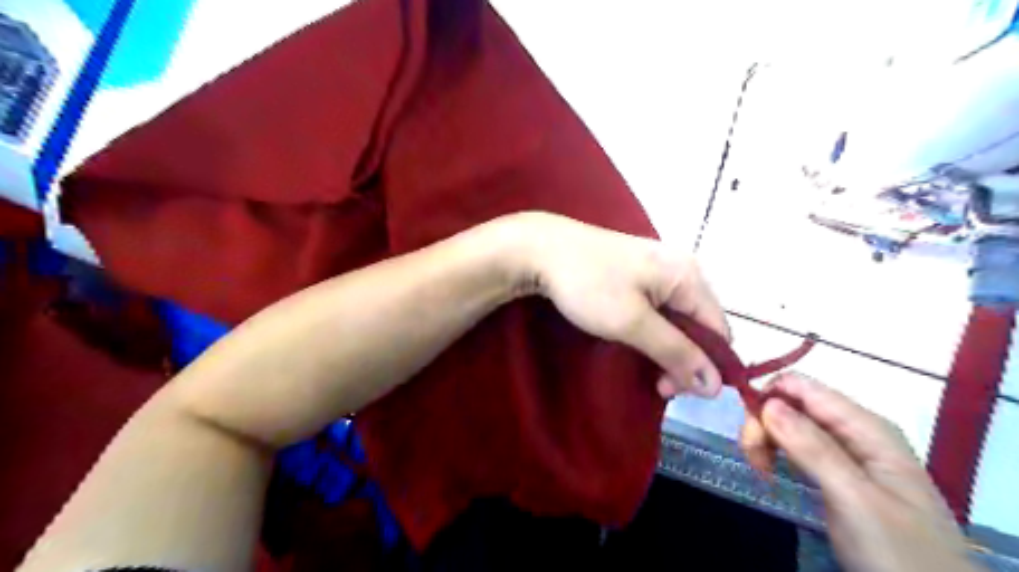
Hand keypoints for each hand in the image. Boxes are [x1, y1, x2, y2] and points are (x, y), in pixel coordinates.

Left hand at [510, 209, 733, 396]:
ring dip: (666, 348)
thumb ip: (676, 352)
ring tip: (644, 368)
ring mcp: (658, 269)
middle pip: (700, 326)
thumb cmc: (589, 285)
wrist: (541, 250)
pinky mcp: (637, 273)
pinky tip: (635, 342)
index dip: (705, 366)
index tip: (672, 390)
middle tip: (656, 384)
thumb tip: (717, 386)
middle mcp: (681, 270)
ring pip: (677, 320)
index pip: (719, 332)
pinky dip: (652, 331)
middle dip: (683, 359)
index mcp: (689, 276)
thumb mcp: (632, 323)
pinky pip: (658, 309)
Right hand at [752, 373, 973, 571]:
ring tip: (761, 470)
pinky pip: (794, 446)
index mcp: (865, 425)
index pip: (802, 387)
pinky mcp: (834, 471)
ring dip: (766, 440)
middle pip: (790, 404)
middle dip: (764, 424)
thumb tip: (766, 402)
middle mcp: (852, 430)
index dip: (767, 396)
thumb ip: (812, 447)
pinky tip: (770, 472)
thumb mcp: (855, 498)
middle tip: (754, 459)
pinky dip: (775, 454)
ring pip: (788, 425)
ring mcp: (844, 451)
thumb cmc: (900, 549)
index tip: (748, 428)